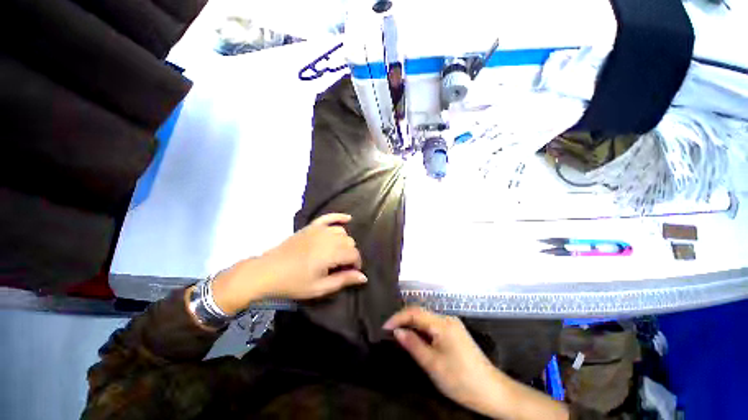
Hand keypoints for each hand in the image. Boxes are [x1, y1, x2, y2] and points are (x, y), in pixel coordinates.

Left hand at [210, 213, 366, 314]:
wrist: (267, 271)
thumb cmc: (294, 283)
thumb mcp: (320, 287)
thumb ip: (343, 280)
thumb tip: (364, 277)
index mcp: (331, 253)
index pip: (354, 254)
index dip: (356, 264)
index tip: (351, 273)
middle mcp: (328, 237)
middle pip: (350, 242)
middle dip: (350, 254)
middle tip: (342, 266)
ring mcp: (319, 230)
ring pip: (342, 232)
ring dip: (345, 242)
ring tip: (338, 253)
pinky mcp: (311, 226)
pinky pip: (329, 217)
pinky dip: (339, 217)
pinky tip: (348, 218)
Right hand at [383, 307, 503, 415]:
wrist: (492, 392)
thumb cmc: (461, 379)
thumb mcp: (432, 364)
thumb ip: (413, 344)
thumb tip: (397, 331)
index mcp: (442, 323)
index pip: (414, 312)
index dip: (397, 317)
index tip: (384, 328)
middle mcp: (447, 319)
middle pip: (420, 313)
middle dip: (404, 320)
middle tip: (389, 333)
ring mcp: (452, 325)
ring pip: (426, 319)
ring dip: (412, 325)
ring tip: (399, 336)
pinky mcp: (455, 333)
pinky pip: (433, 326)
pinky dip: (422, 331)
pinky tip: (416, 339)